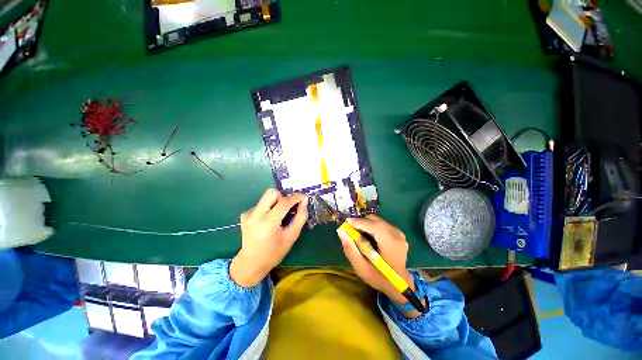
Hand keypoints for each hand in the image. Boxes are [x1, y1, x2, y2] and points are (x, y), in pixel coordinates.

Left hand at [230, 189, 307, 287]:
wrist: (251, 263)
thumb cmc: (274, 252)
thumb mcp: (291, 236)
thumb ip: (300, 217)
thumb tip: (304, 202)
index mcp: (268, 223)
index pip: (284, 202)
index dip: (296, 197)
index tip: (303, 197)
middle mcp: (256, 215)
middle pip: (271, 193)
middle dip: (282, 197)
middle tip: (287, 208)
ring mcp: (248, 214)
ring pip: (266, 198)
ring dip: (275, 203)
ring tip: (278, 217)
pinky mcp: (245, 215)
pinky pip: (261, 204)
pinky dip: (268, 209)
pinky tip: (268, 221)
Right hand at [338, 215, 421, 315]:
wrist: (399, 284)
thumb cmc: (379, 278)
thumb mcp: (361, 268)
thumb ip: (350, 250)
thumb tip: (341, 231)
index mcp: (391, 244)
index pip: (374, 226)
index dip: (359, 222)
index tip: (346, 222)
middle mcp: (396, 234)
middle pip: (375, 220)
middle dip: (361, 222)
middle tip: (350, 230)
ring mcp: (398, 232)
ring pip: (377, 220)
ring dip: (365, 224)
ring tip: (358, 235)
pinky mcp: (397, 232)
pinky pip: (380, 223)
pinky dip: (371, 226)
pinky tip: (367, 237)